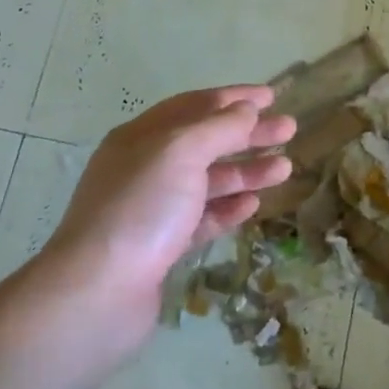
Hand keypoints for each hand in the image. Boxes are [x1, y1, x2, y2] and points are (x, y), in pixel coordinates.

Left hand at [43, 85, 295, 347]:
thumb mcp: (181, 152)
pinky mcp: (162, 247)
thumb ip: (218, 128)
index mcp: (141, 137)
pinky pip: (202, 218)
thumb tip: (246, 109)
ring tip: (285, 168)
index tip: (272, 96)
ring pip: (207, 181)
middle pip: (205, 142)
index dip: (233, 99)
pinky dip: (228, 207)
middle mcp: (145, 167)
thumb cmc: (141, 208)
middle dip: (247, 134)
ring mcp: (152, 209)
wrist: (98, 292)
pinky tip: (253, 204)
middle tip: (289, 130)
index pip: (194, 106)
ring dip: (245, 171)